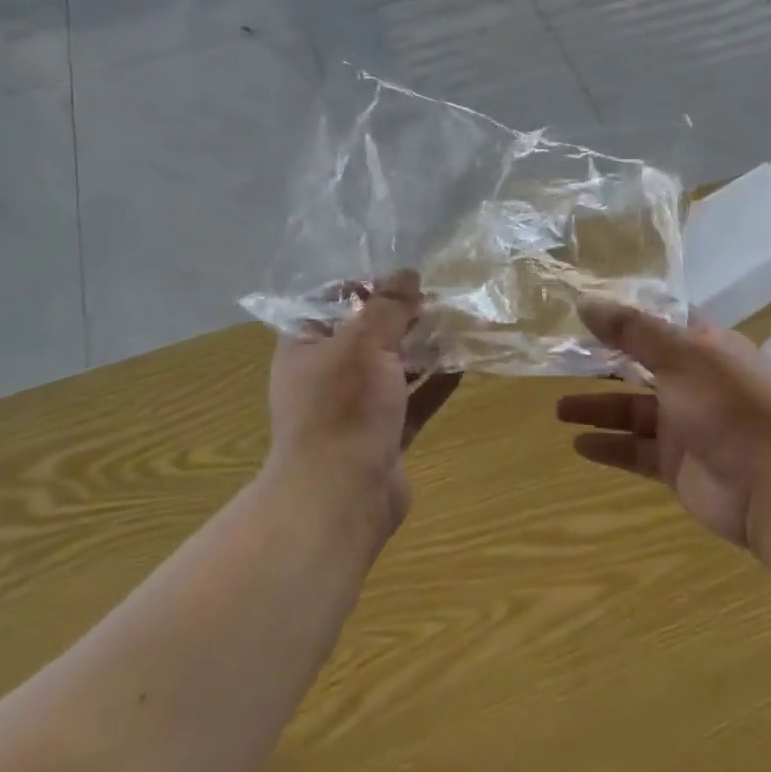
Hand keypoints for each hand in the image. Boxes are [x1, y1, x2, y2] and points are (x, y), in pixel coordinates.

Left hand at [266, 270, 460, 534]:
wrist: (340, 499)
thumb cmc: (342, 408)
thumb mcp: (364, 344)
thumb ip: (388, 307)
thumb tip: (408, 272)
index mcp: (306, 348)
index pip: (329, 304)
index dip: (363, 287)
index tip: (401, 278)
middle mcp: (328, 376)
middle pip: (367, 336)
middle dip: (402, 317)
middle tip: (439, 298)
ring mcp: (356, 409)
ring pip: (393, 369)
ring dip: (422, 349)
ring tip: (457, 324)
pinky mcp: (384, 436)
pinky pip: (413, 402)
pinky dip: (435, 384)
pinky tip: (464, 365)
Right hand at [557, 300, 770, 547]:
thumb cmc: (730, 406)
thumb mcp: (680, 356)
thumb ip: (631, 331)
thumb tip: (585, 302)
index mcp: (706, 348)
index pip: (661, 322)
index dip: (626, 316)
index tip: (586, 309)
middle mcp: (695, 382)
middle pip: (641, 367)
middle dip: (604, 364)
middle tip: (562, 359)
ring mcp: (686, 426)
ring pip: (633, 411)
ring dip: (598, 408)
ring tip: (559, 409)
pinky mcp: (677, 464)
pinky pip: (635, 451)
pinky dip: (609, 446)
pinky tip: (578, 443)